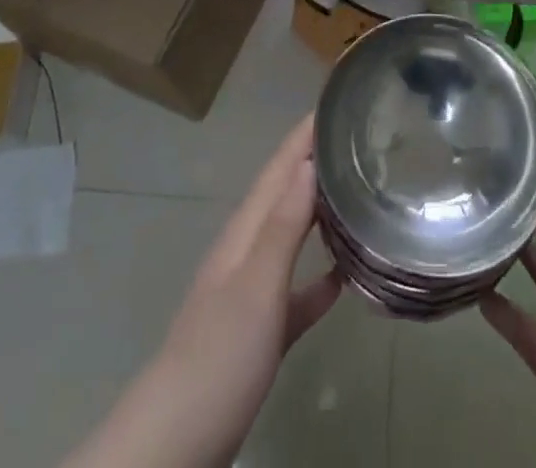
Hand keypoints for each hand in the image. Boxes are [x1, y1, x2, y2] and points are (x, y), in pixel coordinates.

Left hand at [65, 117, 340, 467]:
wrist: (175, 444)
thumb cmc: (218, 355)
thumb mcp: (255, 286)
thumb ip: (283, 226)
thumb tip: (308, 161)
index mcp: (246, 232)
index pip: (279, 168)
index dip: (305, 134)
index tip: (337, 101)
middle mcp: (248, 251)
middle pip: (286, 193)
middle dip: (316, 162)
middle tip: (359, 137)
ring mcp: (252, 293)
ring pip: (293, 236)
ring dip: (320, 211)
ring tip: (360, 191)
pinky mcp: (260, 333)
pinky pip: (297, 290)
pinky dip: (320, 277)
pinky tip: (345, 275)